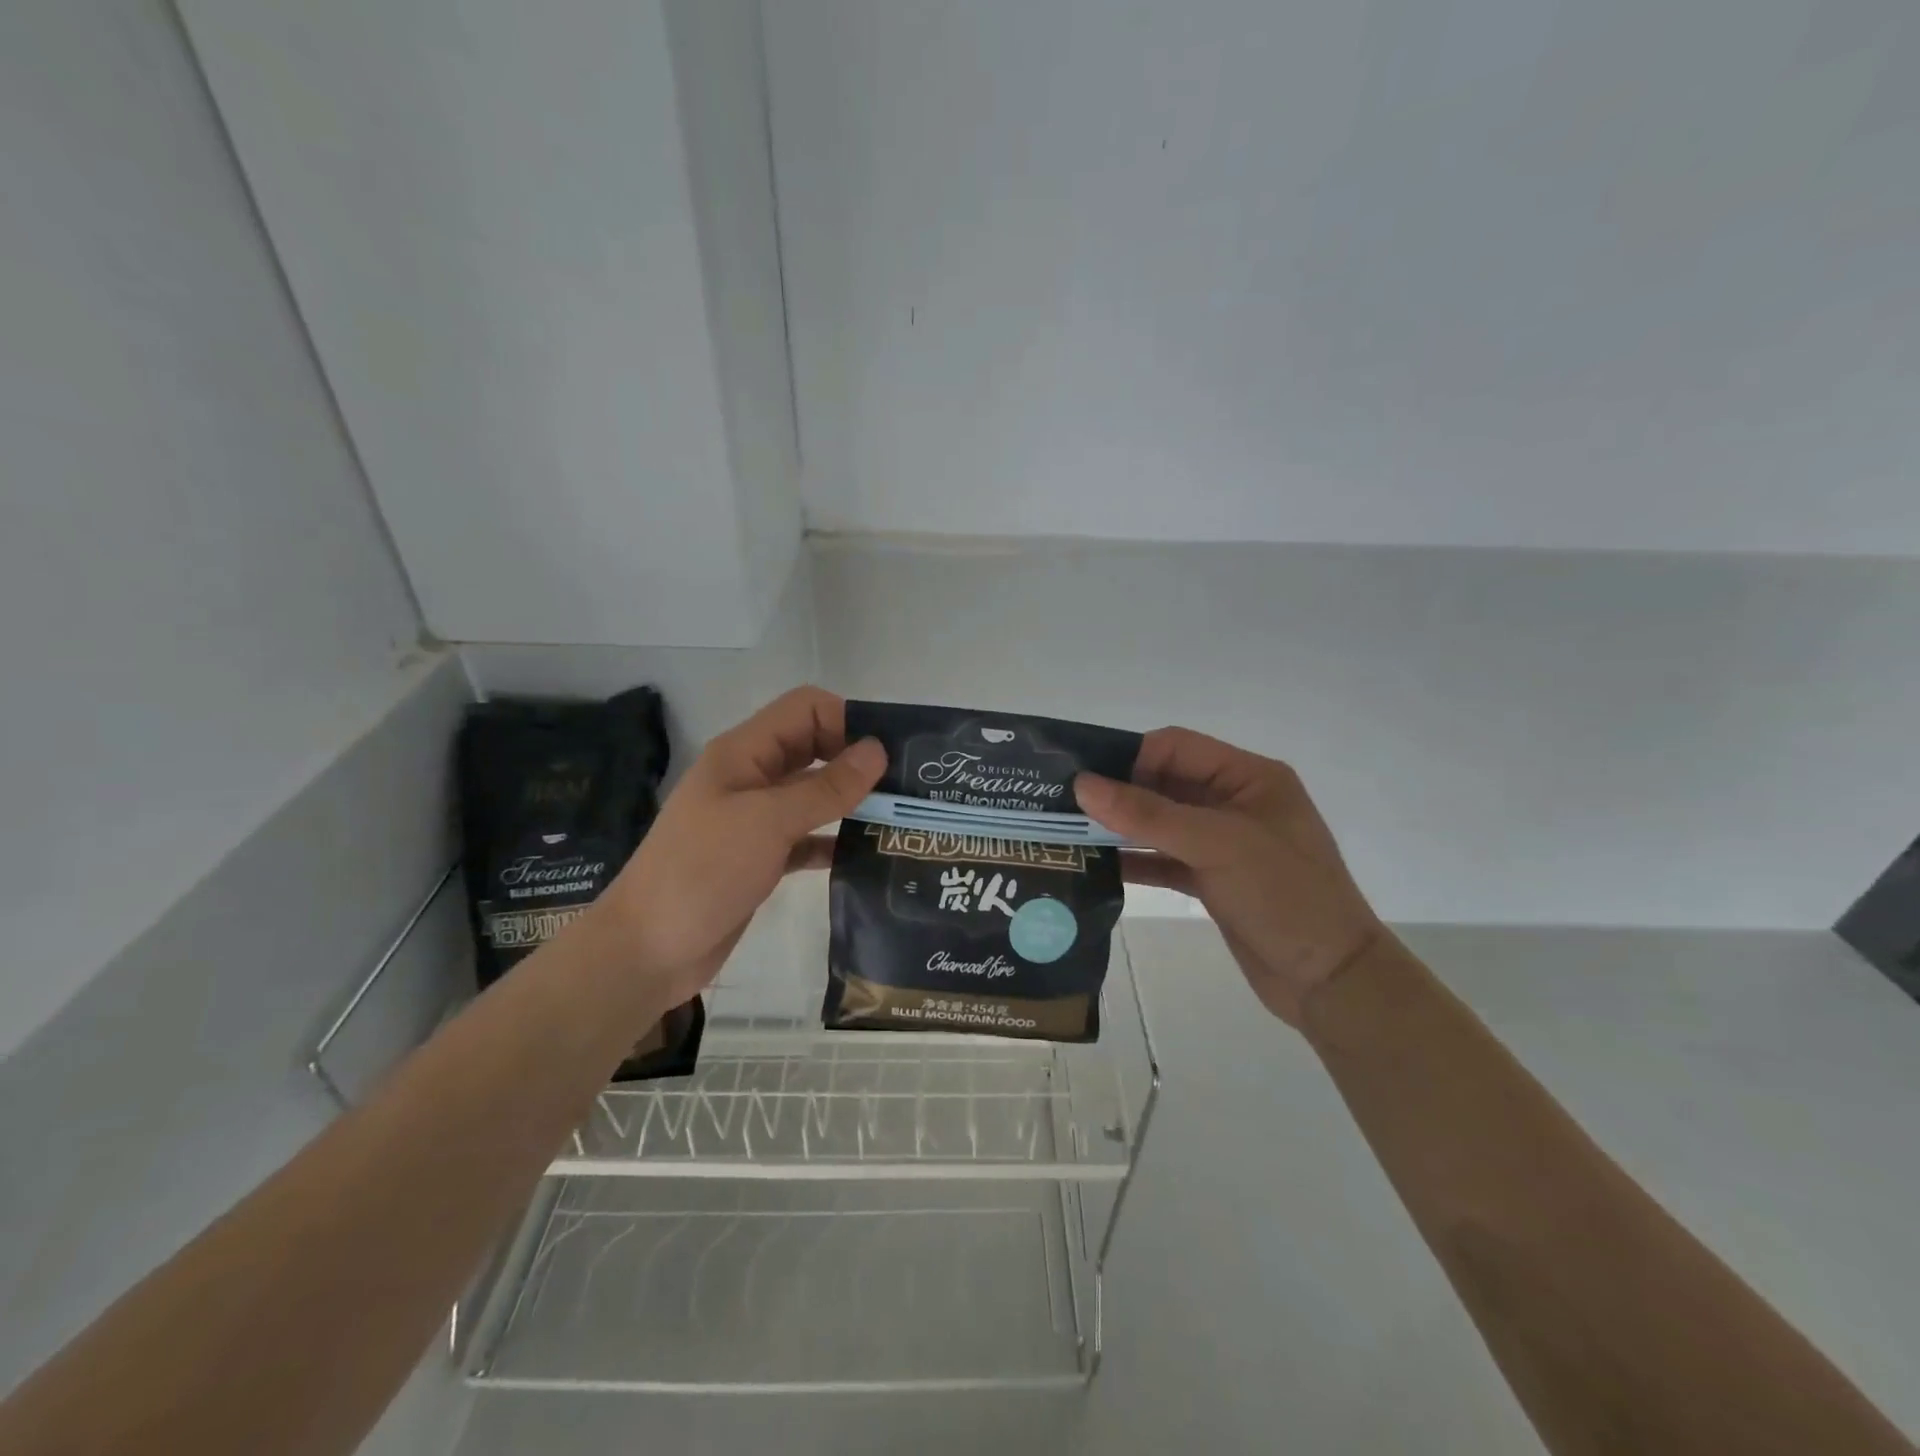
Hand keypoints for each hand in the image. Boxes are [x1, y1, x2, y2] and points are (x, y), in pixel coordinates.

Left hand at [594, 687, 885, 1006]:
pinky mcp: (762, 858)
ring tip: (898, 820)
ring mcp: (756, 820)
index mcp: (745, 753)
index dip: (846, 721)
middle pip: (814, 749)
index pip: (805, 710)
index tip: (886, 755)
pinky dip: (834, 841)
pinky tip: (866, 857)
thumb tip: (878, 750)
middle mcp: (752, 778)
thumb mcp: (767, 822)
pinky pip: (808, 837)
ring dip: (851, 802)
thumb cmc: (703, 871)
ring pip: (814, 795)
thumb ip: (825, 787)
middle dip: (856, 761)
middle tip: (905, 788)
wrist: (648, 950)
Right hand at [1078, 728, 1383, 1027]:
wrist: (1330, 980)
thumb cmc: (1283, 896)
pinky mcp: (1212, 879)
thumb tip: (1083, 784)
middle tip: (1063, 803)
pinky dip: (1134, 859)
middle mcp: (1234, 802)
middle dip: (1118, 792)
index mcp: (1248, 777)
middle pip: (1164, 783)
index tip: (1082, 776)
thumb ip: (1148, 814)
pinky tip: (1096, 866)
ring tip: (1070, 832)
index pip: (1176, 748)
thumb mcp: (1216, 845)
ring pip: (1160, 822)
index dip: (1129, 756)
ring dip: (1121, 827)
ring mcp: (1222, 843)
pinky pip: (1164, 858)